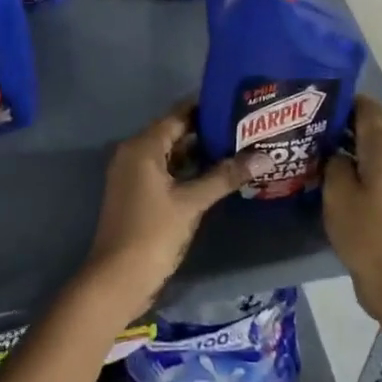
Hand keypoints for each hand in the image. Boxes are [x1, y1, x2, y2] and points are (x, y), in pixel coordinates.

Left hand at [82, 105, 258, 321]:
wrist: (117, 279)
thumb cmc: (153, 233)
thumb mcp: (192, 203)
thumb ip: (225, 177)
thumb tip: (264, 157)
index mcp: (142, 146)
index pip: (178, 115)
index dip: (206, 107)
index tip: (237, 102)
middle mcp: (133, 153)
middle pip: (174, 132)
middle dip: (207, 130)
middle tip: (244, 126)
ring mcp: (132, 175)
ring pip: (170, 154)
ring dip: (199, 152)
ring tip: (238, 146)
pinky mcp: (137, 194)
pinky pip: (165, 171)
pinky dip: (187, 170)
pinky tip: (215, 174)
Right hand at [324, 97, 381, 336]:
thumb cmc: (365, 233)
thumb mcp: (338, 194)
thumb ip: (334, 164)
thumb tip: (335, 153)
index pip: (369, 110)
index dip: (346, 99)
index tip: (317, 98)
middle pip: (368, 130)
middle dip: (339, 123)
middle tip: (305, 122)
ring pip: (366, 153)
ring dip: (342, 147)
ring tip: (309, 146)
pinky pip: (367, 174)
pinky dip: (349, 168)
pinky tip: (324, 176)